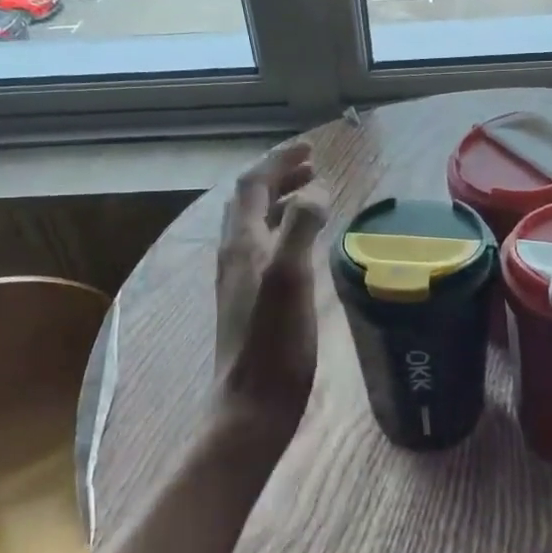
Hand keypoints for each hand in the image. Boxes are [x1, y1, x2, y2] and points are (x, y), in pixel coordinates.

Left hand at [214, 141, 330, 445]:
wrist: (253, 404)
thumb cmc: (275, 343)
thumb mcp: (291, 278)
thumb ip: (300, 228)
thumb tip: (316, 190)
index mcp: (241, 244)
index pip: (252, 185)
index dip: (279, 161)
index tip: (310, 148)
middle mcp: (235, 255)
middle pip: (250, 201)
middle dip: (279, 176)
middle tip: (313, 165)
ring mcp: (241, 279)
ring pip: (256, 224)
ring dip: (281, 200)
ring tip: (312, 193)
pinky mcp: (252, 299)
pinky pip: (265, 246)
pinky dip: (285, 228)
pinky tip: (304, 243)